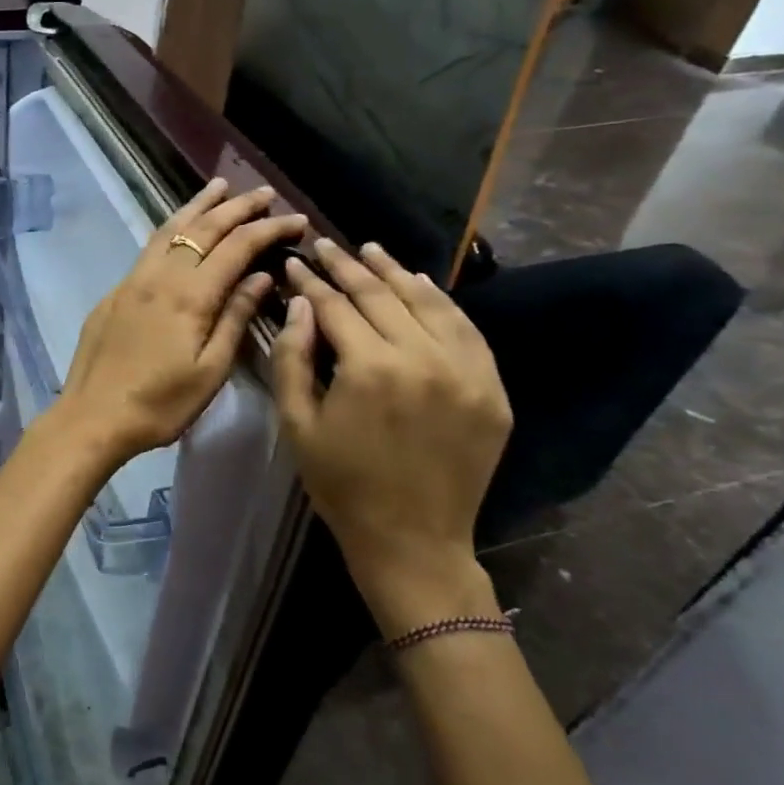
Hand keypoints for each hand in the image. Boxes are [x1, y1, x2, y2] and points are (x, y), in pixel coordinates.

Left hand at [51, 179, 307, 465]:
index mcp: (189, 296)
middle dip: (238, 207)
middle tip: (265, 193)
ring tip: (220, 186)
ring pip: (170, 230)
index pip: (237, 247)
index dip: (269, 229)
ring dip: (198, 205)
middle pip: (203, 229)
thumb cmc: (159, 404)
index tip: (298, 219)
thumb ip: (235, 318)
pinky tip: (179, 228)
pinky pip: (150, 247)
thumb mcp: (210, 371)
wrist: (91, 416)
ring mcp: (132, 281)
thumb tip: (261, 276)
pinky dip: (172, 228)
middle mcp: (159, 276)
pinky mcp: (115, 292)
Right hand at [271, 239, 512, 636]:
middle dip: (347, 266)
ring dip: (394, 272)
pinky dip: (441, 302)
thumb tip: (299, 304)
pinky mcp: (491, 388)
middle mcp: (422, 358)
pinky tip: (419, 284)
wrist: (412, 540)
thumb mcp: (297, 424)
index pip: (335, 306)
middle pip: (380, 296)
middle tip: (324, 245)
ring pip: (427, 303)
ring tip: (370, 250)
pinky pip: (465, 330)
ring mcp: (465, 371)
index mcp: (369, 369)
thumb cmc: (341, 484)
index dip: (310, 282)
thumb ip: (293, 358)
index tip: (294, 262)